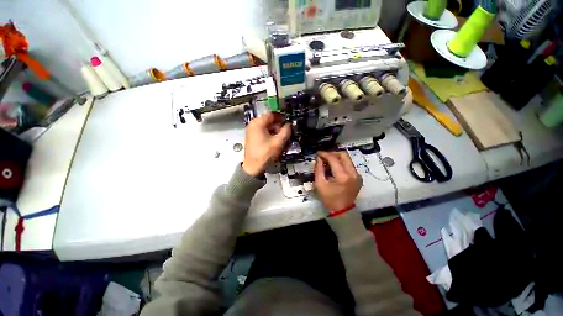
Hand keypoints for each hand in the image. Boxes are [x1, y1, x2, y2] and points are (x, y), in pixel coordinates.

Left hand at [242, 112, 290, 175]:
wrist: (253, 167)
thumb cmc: (265, 154)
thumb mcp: (278, 142)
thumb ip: (286, 131)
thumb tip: (289, 125)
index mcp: (258, 123)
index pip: (272, 114)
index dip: (282, 117)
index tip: (289, 123)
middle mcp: (253, 124)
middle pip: (269, 121)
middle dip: (279, 126)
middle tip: (286, 133)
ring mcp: (251, 131)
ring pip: (267, 127)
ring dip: (275, 131)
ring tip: (282, 139)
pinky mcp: (252, 137)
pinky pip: (263, 132)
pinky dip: (270, 135)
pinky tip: (275, 142)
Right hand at [314, 151, 361, 211]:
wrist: (342, 211)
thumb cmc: (329, 199)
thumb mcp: (320, 184)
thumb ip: (318, 169)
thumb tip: (319, 158)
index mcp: (343, 176)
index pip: (334, 159)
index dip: (325, 154)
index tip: (318, 153)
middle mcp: (353, 173)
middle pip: (344, 155)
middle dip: (332, 153)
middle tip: (323, 157)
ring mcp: (357, 175)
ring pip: (347, 159)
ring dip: (336, 158)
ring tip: (327, 162)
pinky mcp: (358, 177)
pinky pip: (349, 165)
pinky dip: (341, 163)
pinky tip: (334, 168)